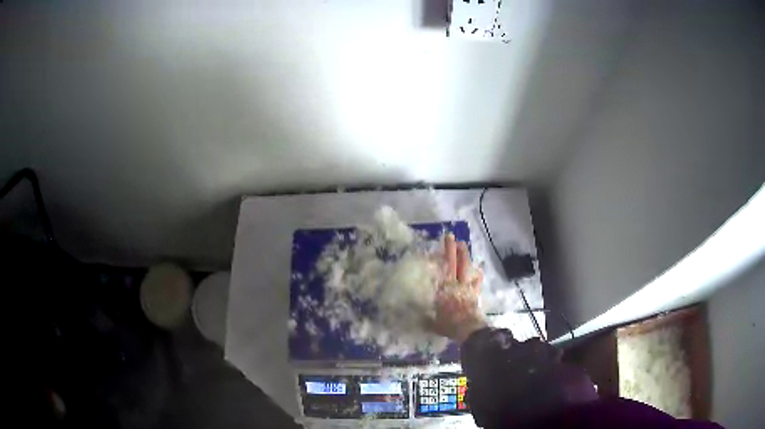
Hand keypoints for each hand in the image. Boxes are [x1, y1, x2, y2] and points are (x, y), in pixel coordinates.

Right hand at [426, 233, 486, 342]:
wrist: (469, 330)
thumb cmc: (449, 324)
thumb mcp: (431, 323)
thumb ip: (423, 317)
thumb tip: (410, 313)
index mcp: (443, 289)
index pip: (440, 270)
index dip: (438, 259)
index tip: (434, 248)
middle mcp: (455, 285)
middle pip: (454, 264)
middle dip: (451, 249)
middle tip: (450, 236)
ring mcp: (466, 287)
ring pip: (465, 268)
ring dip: (464, 256)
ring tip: (463, 244)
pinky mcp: (474, 293)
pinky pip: (476, 282)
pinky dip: (477, 276)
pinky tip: (479, 270)